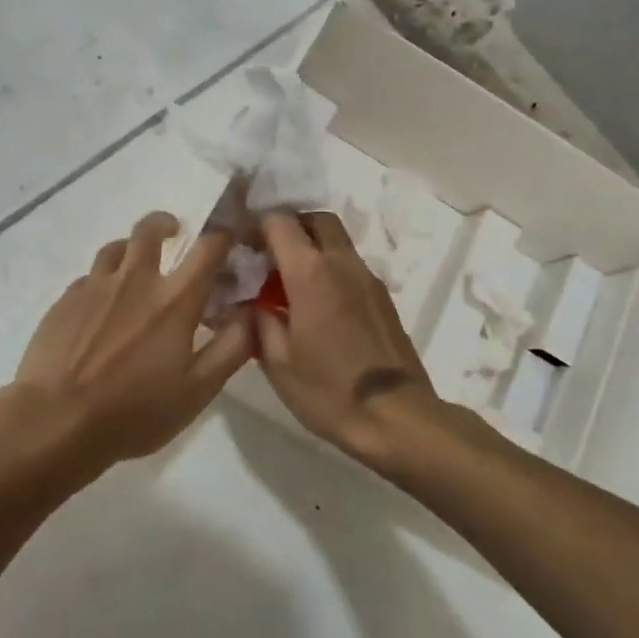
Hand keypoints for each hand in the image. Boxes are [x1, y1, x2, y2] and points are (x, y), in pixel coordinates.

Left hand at [13, 211, 253, 469]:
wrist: (56, 420)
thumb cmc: (134, 411)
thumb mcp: (198, 390)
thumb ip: (232, 348)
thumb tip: (252, 313)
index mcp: (174, 300)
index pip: (208, 248)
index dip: (223, 237)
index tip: (228, 239)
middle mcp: (135, 280)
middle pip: (150, 230)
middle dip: (165, 224)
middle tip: (174, 233)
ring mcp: (95, 287)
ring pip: (115, 248)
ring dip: (131, 249)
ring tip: (135, 266)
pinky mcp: (64, 301)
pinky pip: (88, 278)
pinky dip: (102, 282)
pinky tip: (100, 306)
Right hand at [254, 212, 436, 462]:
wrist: (396, 417)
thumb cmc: (329, 390)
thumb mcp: (277, 362)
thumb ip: (260, 321)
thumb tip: (251, 302)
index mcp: (310, 272)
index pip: (279, 222)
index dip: (256, 226)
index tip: (242, 247)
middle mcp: (342, 263)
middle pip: (316, 220)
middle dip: (290, 227)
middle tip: (269, 256)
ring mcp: (369, 279)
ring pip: (338, 241)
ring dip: (312, 249)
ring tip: (291, 285)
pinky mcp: (383, 297)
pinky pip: (351, 266)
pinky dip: (330, 270)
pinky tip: (318, 307)